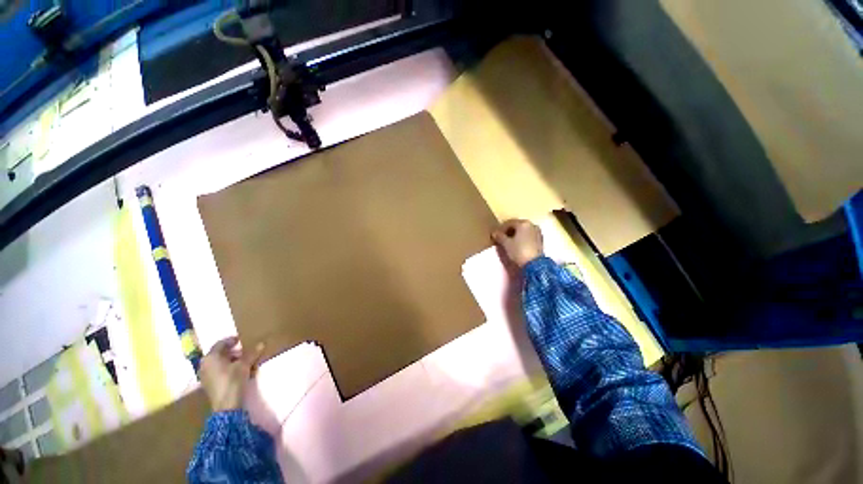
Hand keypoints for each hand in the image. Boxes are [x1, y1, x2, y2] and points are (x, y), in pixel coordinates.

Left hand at [200, 336, 264, 411]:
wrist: (226, 405)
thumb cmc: (232, 380)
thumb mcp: (245, 364)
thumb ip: (252, 353)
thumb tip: (261, 344)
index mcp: (210, 357)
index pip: (220, 344)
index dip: (231, 340)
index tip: (240, 339)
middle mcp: (204, 365)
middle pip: (219, 354)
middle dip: (232, 352)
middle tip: (245, 351)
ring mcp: (205, 375)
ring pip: (219, 363)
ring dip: (231, 361)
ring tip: (244, 361)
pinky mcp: (209, 384)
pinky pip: (218, 371)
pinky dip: (228, 369)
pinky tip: (238, 371)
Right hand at [491, 219, 543, 267]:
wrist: (534, 264)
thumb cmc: (519, 251)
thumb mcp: (506, 244)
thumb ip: (499, 236)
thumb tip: (494, 233)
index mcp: (523, 223)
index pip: (509, 222)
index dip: (501, 228)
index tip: (495, 234)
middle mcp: (532, 225)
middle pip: (517, 225)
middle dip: (509, 231)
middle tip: (501, 237)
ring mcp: (537, 232)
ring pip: (523, 230)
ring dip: (516, 234)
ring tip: (509, 241)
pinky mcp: (540, 240)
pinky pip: (528, 235)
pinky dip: (522, 238)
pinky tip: (517, 244)